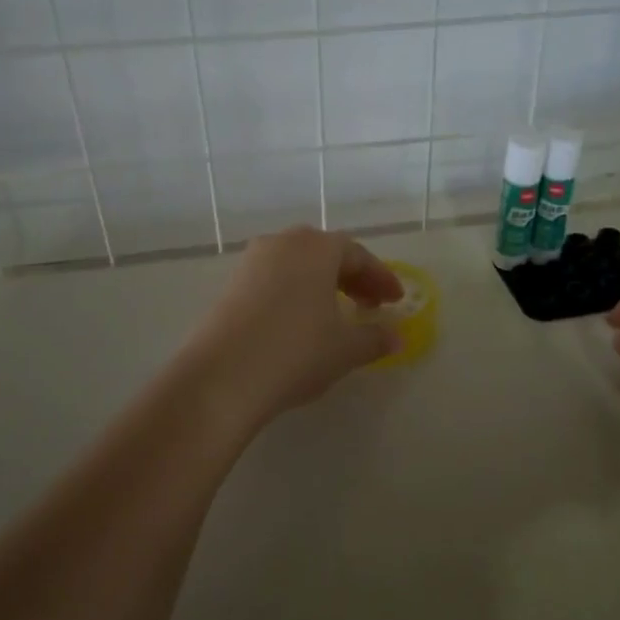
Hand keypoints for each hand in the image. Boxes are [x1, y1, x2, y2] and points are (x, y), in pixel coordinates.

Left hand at [184, 226, 404, 426]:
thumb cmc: (296, 352)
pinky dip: (295, 294)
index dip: (381, 278)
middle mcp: (282, 243)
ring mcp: (251, 262)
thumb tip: (396, 336)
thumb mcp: (346, 349)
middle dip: (352, 278)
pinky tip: (299, 323)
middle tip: (370, 306)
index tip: (396, 301)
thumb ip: (375, 339)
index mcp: (317, 248)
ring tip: (335, 315)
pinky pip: (274, 280)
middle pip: (326, 254)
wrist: (223, 376)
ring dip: (322, 285)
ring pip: (297, 265)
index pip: (358, 255)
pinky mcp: (230, 285)